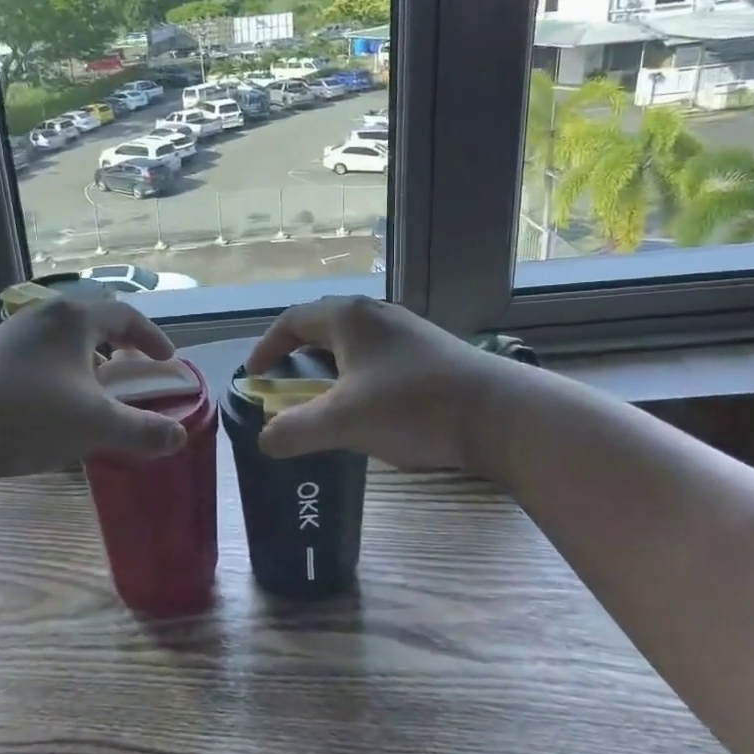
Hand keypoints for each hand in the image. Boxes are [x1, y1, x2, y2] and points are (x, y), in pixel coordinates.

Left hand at [0, 296, 188, 481]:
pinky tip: (55, 401)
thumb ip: (144, 431)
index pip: (126, 315)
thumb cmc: (31, 416)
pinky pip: (39, 352)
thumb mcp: (97, 426)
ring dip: (87, 356)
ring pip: (63, 336)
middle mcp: (43, 315)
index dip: (152, 337)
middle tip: (133, 368)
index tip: (167, 360)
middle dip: (118, 343)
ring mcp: (12, 333)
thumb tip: (179, 436)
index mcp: (74, 319)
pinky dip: (61, 367)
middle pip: (92, 319)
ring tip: (95, 388)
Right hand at [245, 297, 498, 468]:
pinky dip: (358, 373)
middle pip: (323, 325)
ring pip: (354, 341)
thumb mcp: (342, 422)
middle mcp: (376, 314)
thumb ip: (295, 430)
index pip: (292, 320)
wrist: (499, 414)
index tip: (253, 374)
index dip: (267, 346)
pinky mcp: (431, 351)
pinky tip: (368, 403)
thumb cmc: (411, 407)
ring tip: (323, 395)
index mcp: (348, 318)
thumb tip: (263, 440)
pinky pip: (378, 354)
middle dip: (297, 351)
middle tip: (285, 380)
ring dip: (330, 364)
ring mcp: (407, 330)